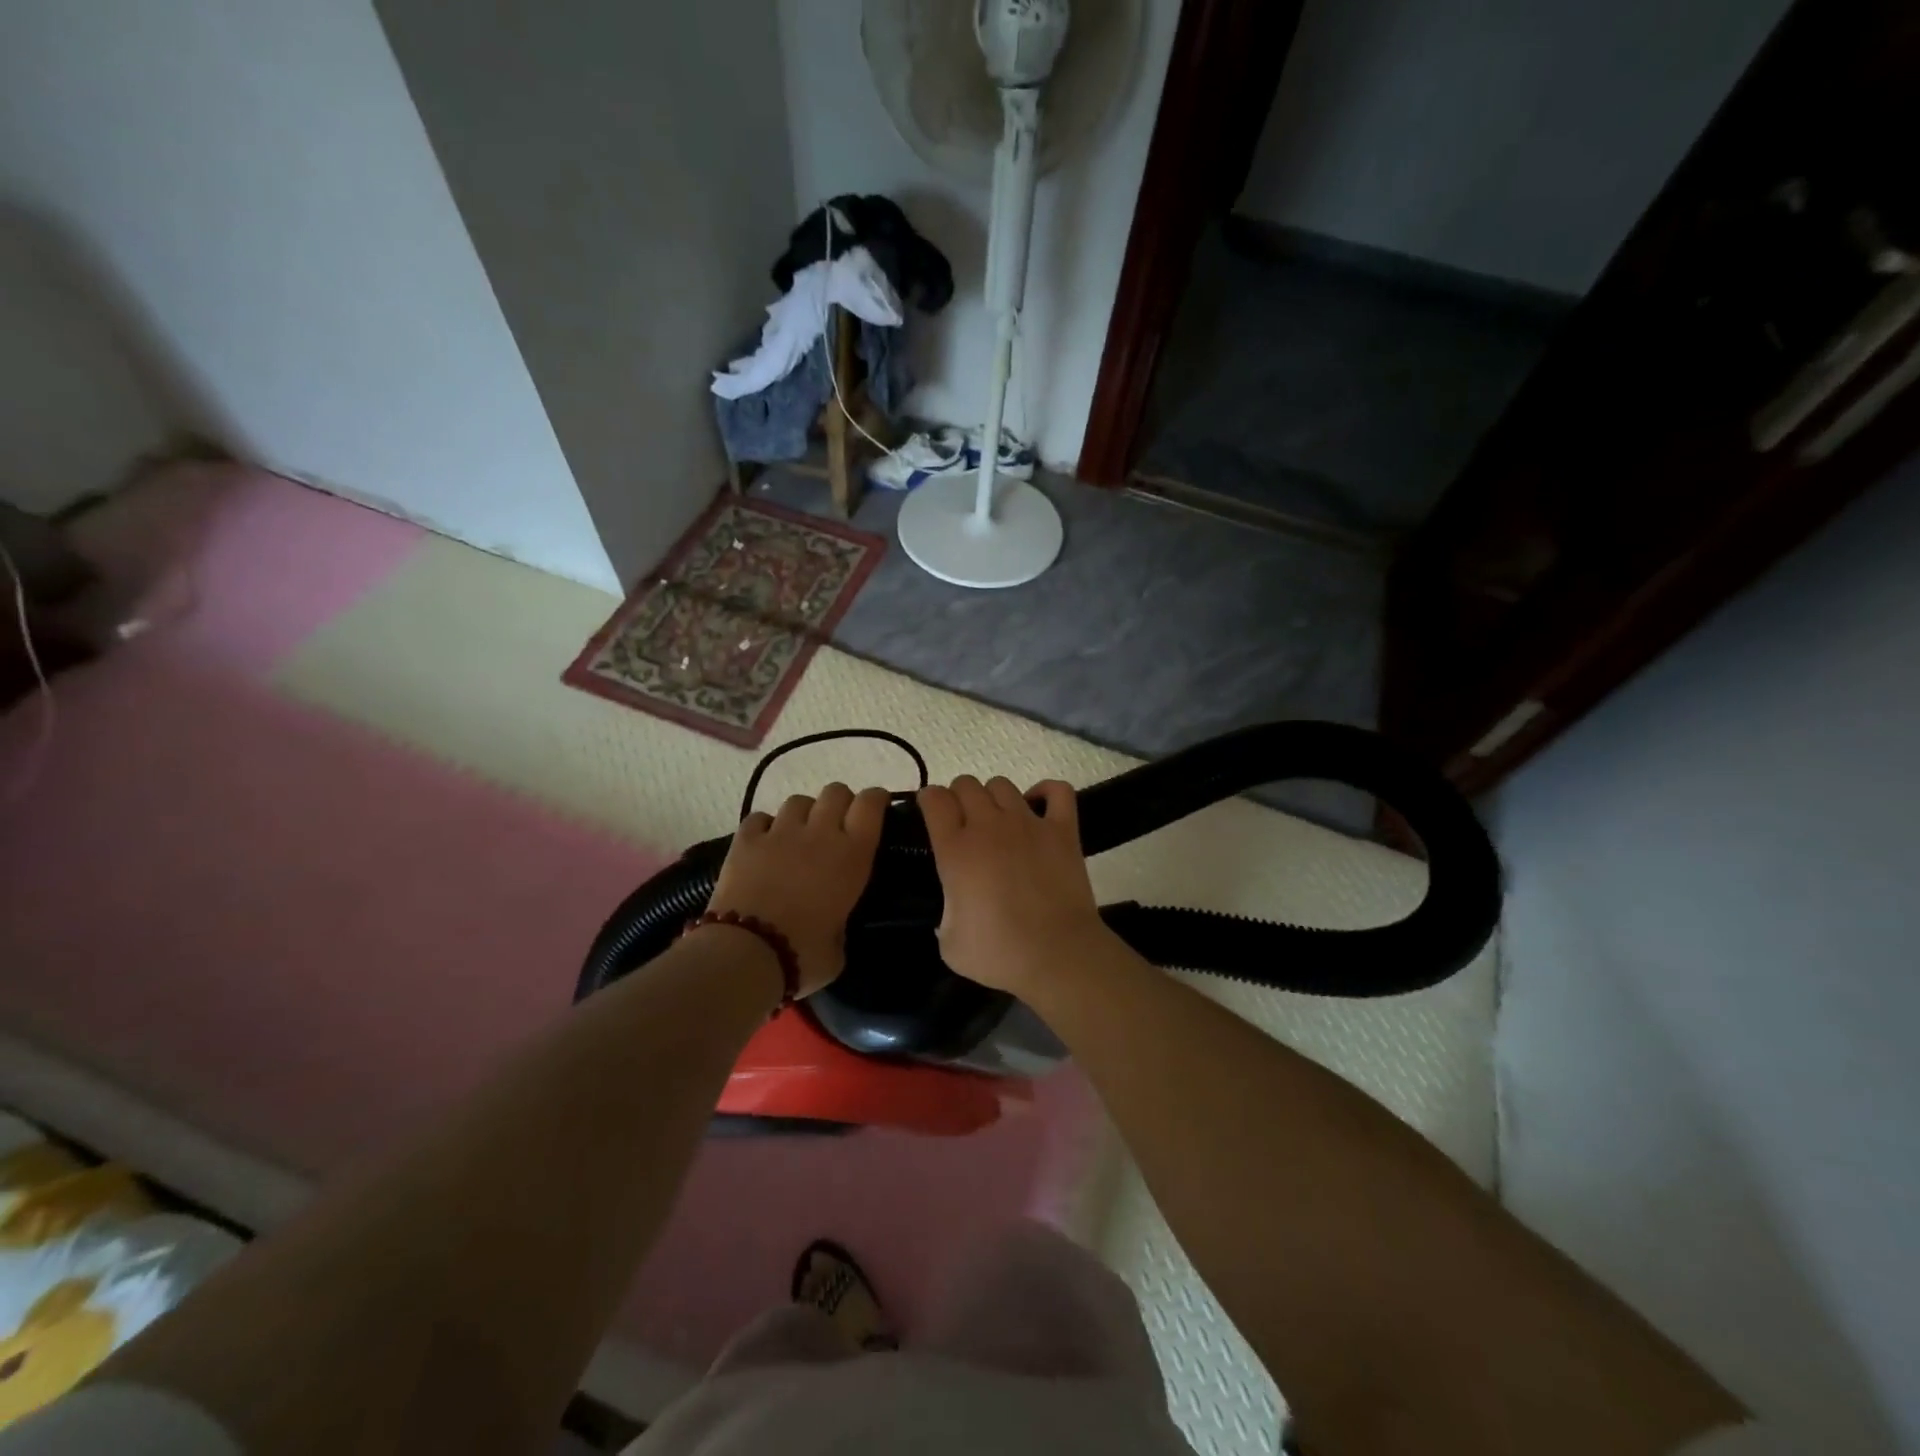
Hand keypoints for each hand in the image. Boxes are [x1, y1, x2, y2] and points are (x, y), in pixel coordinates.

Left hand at [707, 783, 891, 994]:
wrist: (746, 954)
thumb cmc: (803, 956)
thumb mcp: (839, 948)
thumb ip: (841, 925)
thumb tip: (832, 925)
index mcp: (852, 856)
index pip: (870, 805)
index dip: (875, 799)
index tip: (877, 806)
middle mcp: (819, 834)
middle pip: (836, 792)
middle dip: (840, 803)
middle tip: (837, 826)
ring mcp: (780, 833)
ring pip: (798, 801)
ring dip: (804, 814)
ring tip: (798, 835)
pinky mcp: (745, 840)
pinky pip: (759, 818)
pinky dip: (765, 827)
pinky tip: (764, 843)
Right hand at [917, 776, 1112, 999]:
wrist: (1057, 955)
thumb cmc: (999, 953)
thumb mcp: (949, 942)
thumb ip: (944, 915)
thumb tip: (953, 909)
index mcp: (956, 849)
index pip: (935, 799)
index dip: (929, 800)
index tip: (930, 814)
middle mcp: (989, 826)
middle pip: (967, 784)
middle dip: (959, 797)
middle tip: (963, 823)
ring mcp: (1028, 823)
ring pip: (1003, 785)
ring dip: (994, 797)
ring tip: (998, 820)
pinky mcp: (1063, 829)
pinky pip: (1057, 790)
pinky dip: (1046, 792)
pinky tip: (1038, 808)